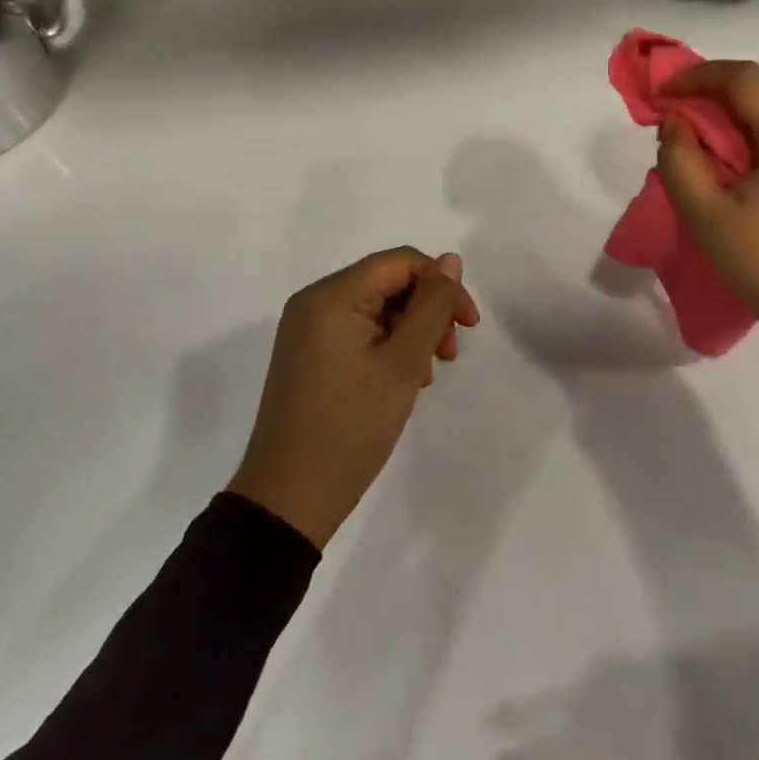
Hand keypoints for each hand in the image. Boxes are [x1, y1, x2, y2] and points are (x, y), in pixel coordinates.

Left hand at [227, 248, 479, 548]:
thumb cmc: (351, 426)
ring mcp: (307, 330)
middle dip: (427, 310)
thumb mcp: (403, 363)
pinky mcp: (308, 356)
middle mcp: (314, 302)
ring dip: (411, 331)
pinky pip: (358, 331)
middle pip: (387, 282)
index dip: (441, 284)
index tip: (468, 325)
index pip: (401, 261)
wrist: (290, 499)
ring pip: (376, 308)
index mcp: (331, 295)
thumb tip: (451, 261)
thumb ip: (431, 306)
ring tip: (426, 375)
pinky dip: (387, 346)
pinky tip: (402, 380)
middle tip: (449, 354)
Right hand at [657, 61, 758, 363]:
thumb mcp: (707, 215)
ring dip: (731, 115)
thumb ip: (680, 160)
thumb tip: (675, 122)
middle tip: (673, 114)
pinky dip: (751, 135)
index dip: (698, 76)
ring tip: (695, 138)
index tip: (662, 93)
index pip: (745, 78)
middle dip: (712, 93)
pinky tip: (729, 161)